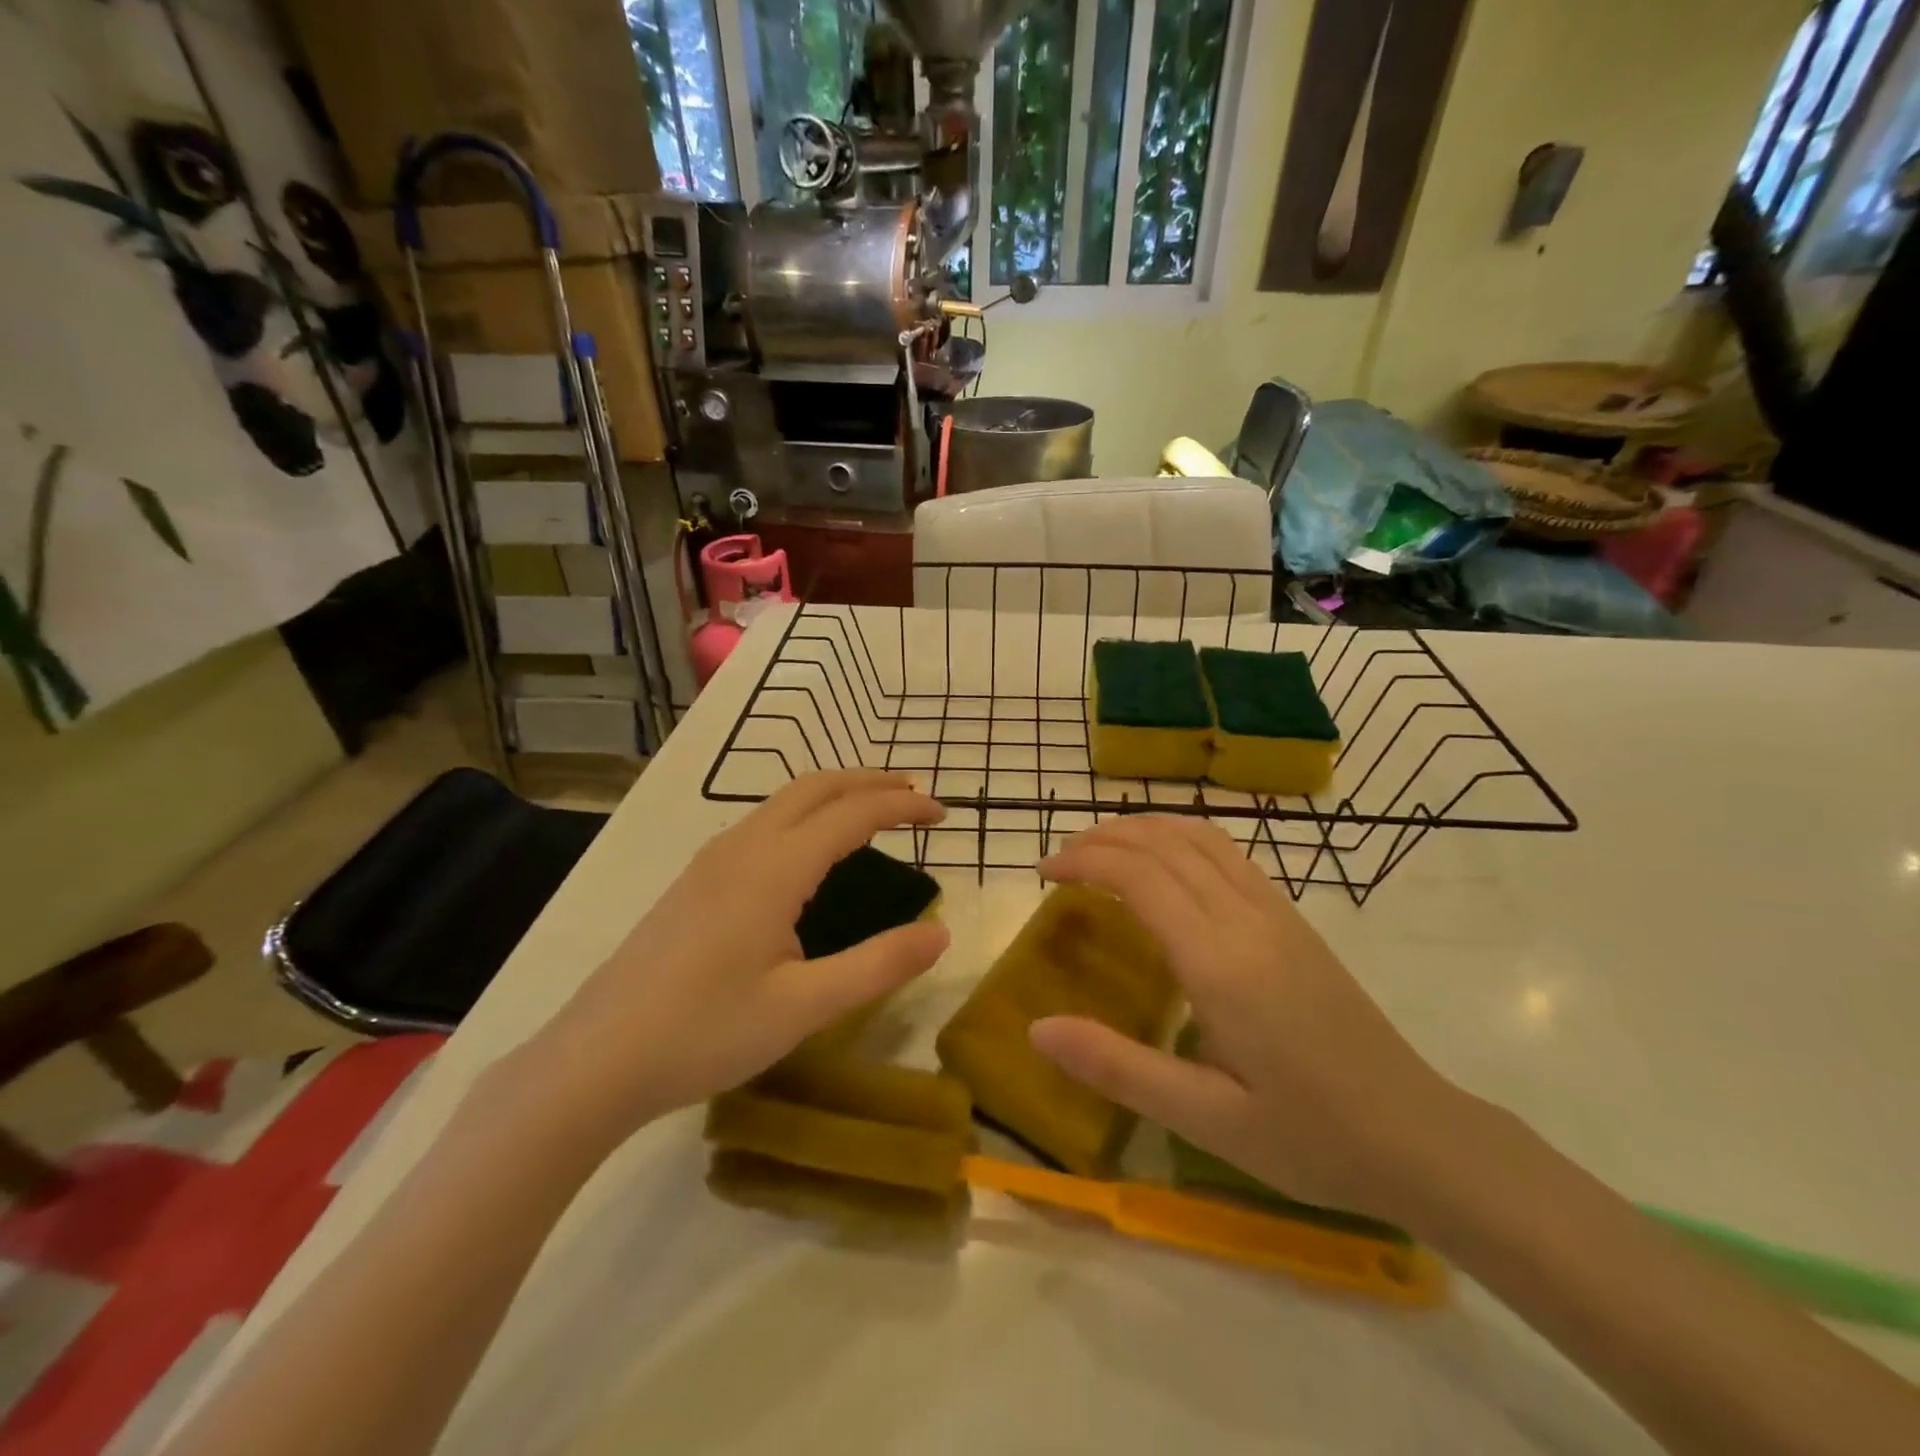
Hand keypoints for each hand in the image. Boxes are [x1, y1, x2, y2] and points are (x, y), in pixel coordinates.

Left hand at [528, 770, 948, 1148]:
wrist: (596, 1060)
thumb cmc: (705, 1033)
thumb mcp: (805, 1007)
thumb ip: (879, 965)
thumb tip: (941, 933)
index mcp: (774, 868)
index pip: (852, 813)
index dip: (902, 806)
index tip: (942, 813)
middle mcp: (743, 846)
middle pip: (815, 786)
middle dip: (870, 781)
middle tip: (914, 796)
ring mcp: (712, 860)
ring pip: (784, 800)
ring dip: (835, 794)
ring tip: (872, 812)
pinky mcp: (695, 880)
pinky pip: (763, 822)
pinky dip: (805, 814)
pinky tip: (811, 851)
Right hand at [1030, 815, 1467, 1223]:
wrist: (1420, 1136)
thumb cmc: (1309, 1137)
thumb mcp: (1205, 1119)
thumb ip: (1118, 1068)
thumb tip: (1037, 1028)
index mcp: (1219, 962)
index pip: (1139, 876)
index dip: (1085, 861)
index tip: (1043, 872)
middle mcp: (1246, 919)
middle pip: (1165, 843)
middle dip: (1104, 837)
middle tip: (1060, 860)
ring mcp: (1276, 912)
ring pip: (1201, 836)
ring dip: (1144, 828)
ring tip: (1101, 847)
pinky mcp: (1294, 919)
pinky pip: (1228, 852)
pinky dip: (1181, 837)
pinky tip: (1166, 862)